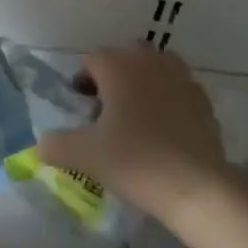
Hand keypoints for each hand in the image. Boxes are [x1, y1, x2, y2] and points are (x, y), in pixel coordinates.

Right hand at [38, 47, 230, 228]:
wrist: (196, 187)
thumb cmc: (134, 161)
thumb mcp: (82, 155)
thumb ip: (53, 144)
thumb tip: (43, 144)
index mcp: (119, 65)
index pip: (91, 61)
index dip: (81, 83)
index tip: (81, 112)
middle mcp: (152, 62)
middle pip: (124, 60)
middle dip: (112, 81)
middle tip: (105, 115)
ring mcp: (183, 79)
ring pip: (154, 73)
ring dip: (141, 88)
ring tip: (134, 124)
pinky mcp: (204, 102)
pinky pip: (176, 93)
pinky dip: (166, 105)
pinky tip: (162, 136)